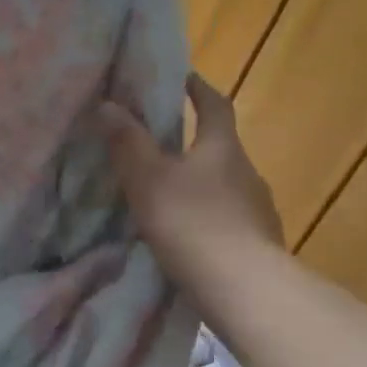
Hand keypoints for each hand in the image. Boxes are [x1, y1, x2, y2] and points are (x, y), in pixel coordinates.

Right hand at [99, 73, 283, 286]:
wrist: (245, 288)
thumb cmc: (193, 224)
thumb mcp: (149, 180)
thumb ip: (128, 143)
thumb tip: (108, 104)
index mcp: (222, 148)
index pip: (215, 105)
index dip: (199, 89)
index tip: (184, 78)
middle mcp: (247, 172)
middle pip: (221, 147)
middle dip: (195, 142)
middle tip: (162, 145)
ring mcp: (257, 210)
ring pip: (225, 186)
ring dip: (201, 183)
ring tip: (170, 195)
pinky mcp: (258, 244)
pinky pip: (229, 219)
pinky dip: (208, 218)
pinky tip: (189, 235)